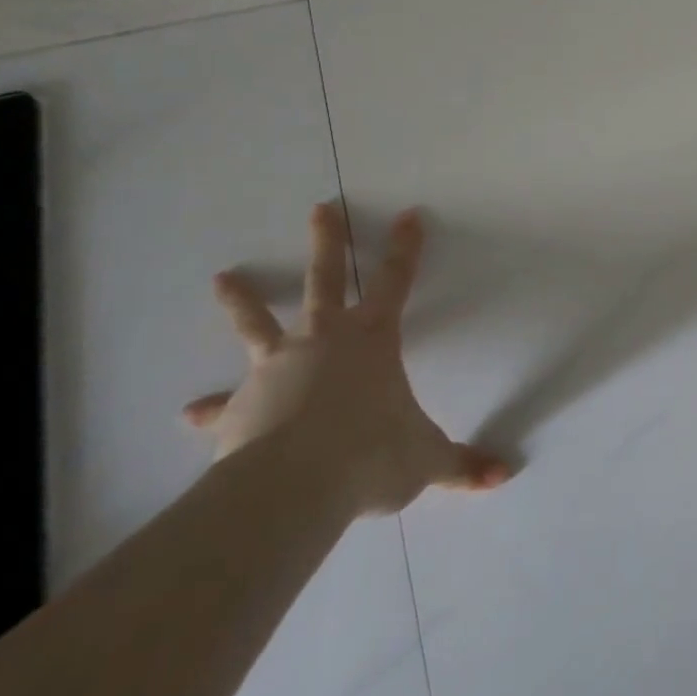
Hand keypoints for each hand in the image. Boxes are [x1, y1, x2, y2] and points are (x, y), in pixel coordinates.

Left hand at [183, 203, 509, 517]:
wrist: (293, 486)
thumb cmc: (370, 455)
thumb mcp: (425, 460)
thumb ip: (462, 466)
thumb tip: (505, 476)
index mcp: (372, 339)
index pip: (397, 281)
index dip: (406, 248)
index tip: (409, 215)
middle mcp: (324, 339)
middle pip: (325, 279)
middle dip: (327, 242)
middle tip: (320, 209)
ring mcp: (277, 367)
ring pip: (257, 323)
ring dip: (243, 300)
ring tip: (222, 277)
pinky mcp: (240, 405)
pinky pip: (224, 404)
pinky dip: (212, 407)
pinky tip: (191, 412)